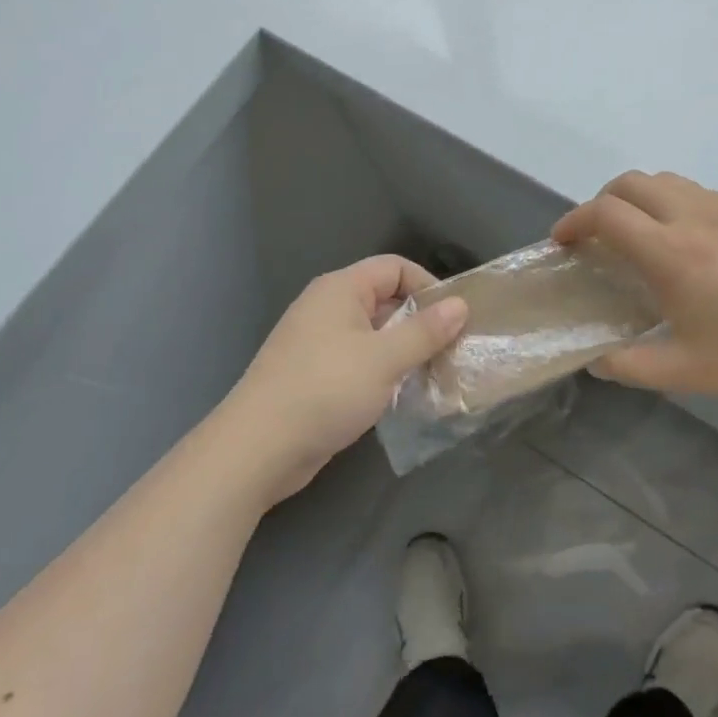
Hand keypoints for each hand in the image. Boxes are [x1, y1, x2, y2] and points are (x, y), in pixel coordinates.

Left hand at [221, 256, 468, 503]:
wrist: (257, 449)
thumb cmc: (324, 390)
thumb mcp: (384, 359)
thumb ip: (425, 331)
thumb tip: (460, 305)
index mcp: (340, 289)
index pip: (394, 267)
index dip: (427, 285)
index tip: (454, 317)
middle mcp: (327, 307)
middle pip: (385, 299)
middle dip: (420, 321)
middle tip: (451, 348)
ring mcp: (318, 342)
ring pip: (374, 333)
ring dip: (404, 350)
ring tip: (434, 373)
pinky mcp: (314, 375)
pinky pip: (359, 360)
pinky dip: (383, 371)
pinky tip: (402, 395)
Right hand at [551, 171, 717, 396]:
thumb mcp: (687, 371)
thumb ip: (632, 366)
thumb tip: (597, 360)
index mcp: (669, 252)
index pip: (606, 214)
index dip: (574, 221)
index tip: (562, 242)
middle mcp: (690, 216)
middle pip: (629, 182)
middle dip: (600, 201)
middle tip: (596, 235)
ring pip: (663, 179)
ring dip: (636, 196)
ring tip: (636, 231)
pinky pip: (694, 190)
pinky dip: (669, 201)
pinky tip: (683, 237)